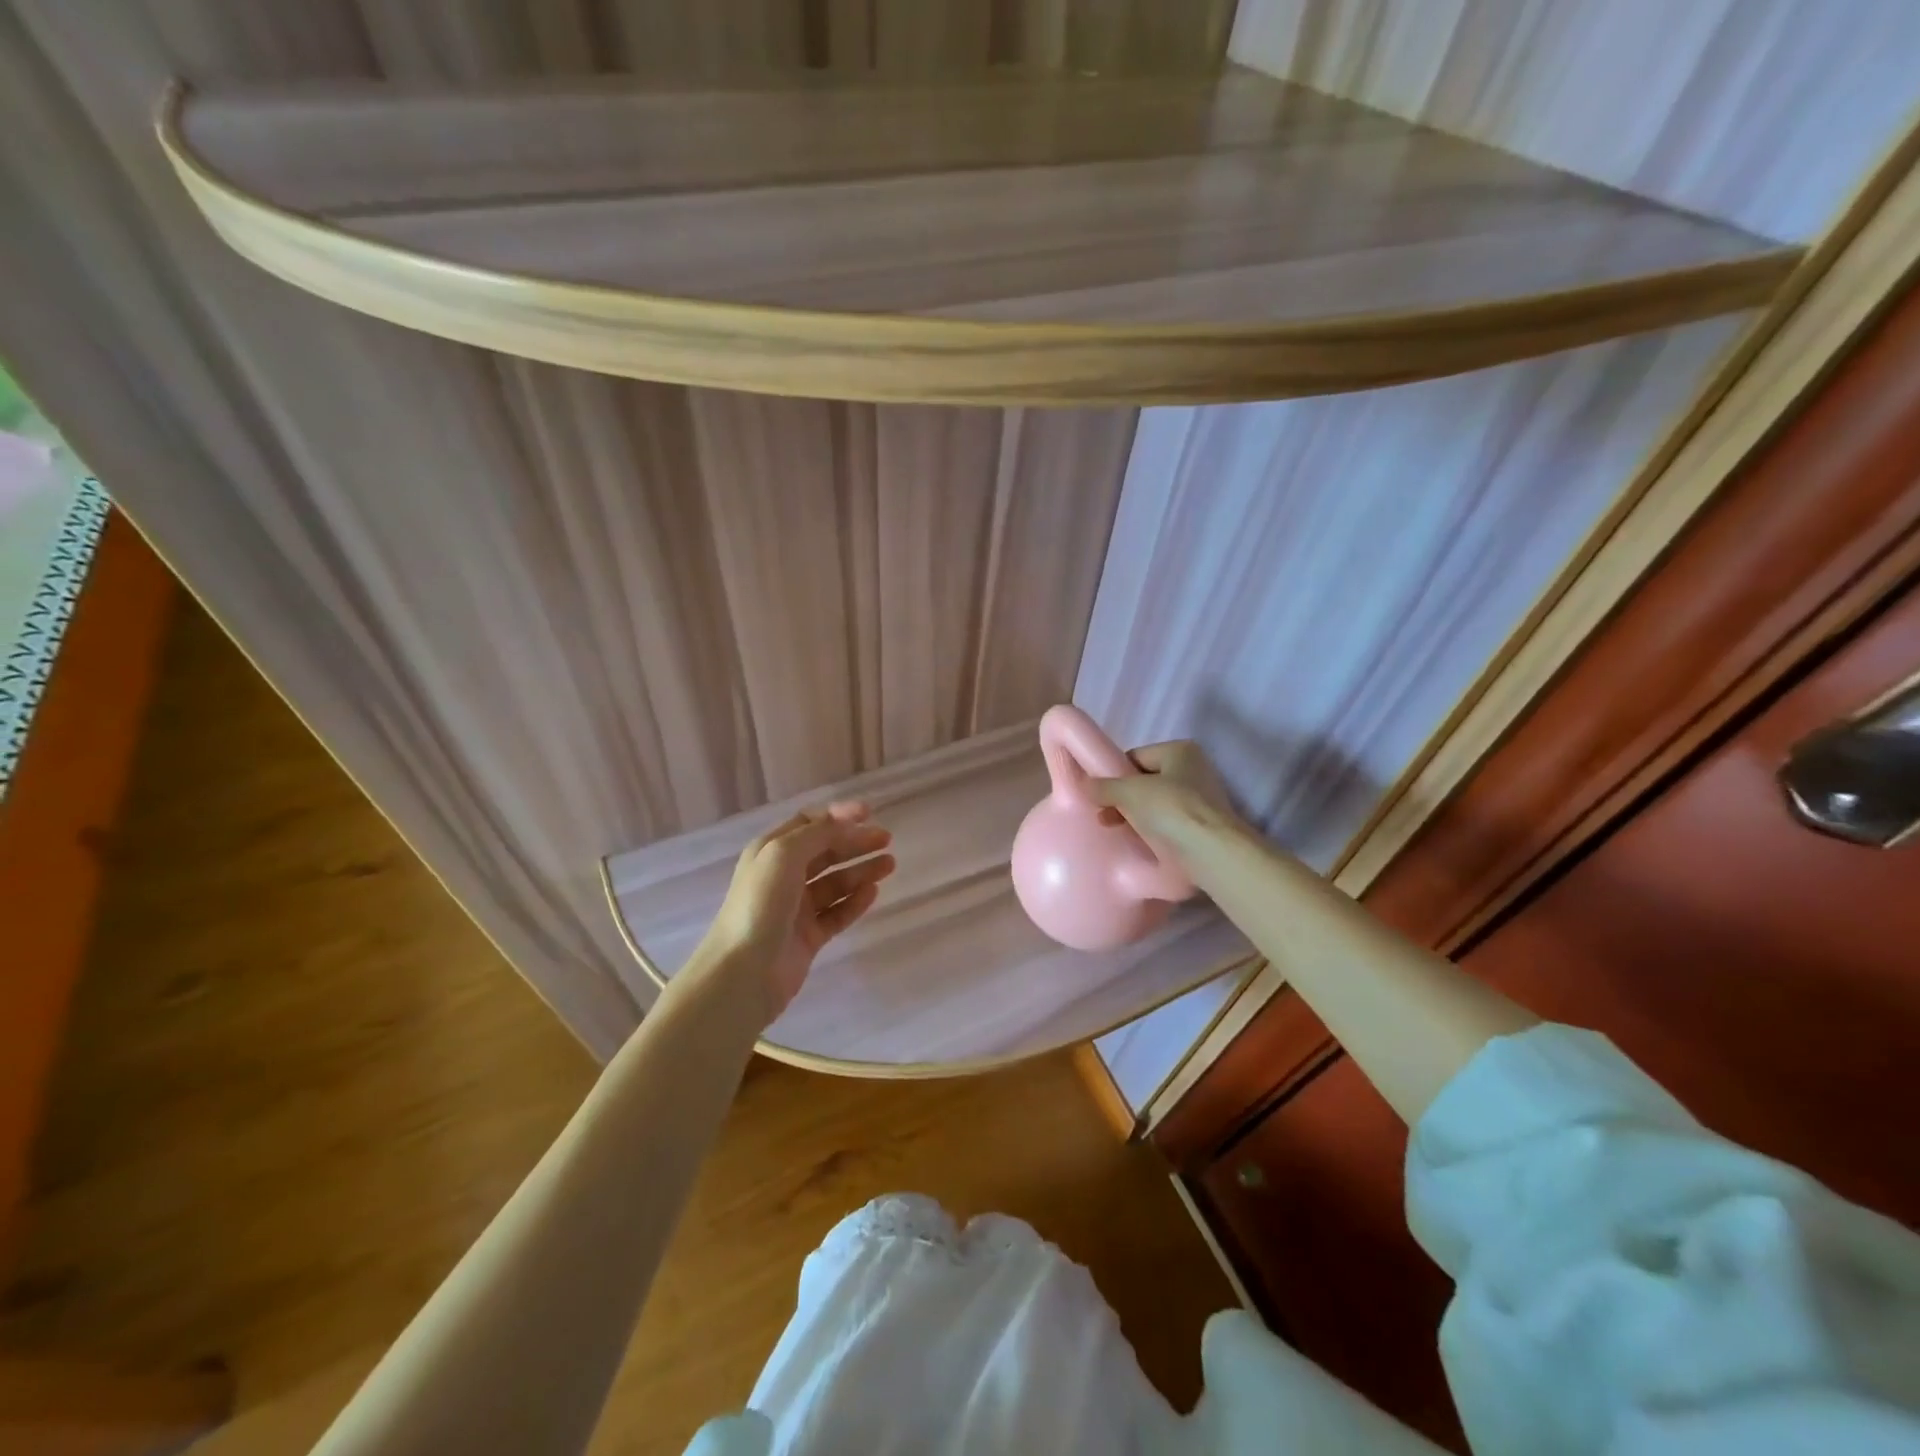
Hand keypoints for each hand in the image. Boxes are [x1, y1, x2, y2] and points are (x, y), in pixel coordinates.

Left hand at [693, 802, 893, 1025]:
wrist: (743, 972)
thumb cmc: (760, 904)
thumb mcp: (784, 854)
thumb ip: (818, 833)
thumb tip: (848, 823)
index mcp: (770, 851)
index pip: (808, 823)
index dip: (838, 816)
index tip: (869, 813)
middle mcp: (782, 876)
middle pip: (825, 852)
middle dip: (855, 842)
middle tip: (887, 840)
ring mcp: (796, 909)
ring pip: (835, 883)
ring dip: (861, 871)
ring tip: (889, 865)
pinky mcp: (808, 937)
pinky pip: (837, 913)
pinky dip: (855, 902)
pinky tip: (874, 893)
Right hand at [1091, 740, 1239, 839]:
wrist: (1212, 853)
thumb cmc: (1171, 810)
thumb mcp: (1129, 793)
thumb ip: (1103, 786)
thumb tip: (1083, 784)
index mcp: (1180, 751)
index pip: (1135, 757)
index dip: (1113, 775)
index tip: (1098, 795)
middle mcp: (1194, 770)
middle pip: (1145, 781)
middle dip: (1122, 798)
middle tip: (1103, 815)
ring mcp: (1201, 800)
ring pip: (1155, 804)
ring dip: (1134, 816)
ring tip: (1115, 831)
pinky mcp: (1202, 827)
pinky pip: (1167, 824)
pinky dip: (1152, 831)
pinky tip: (1138, 843)